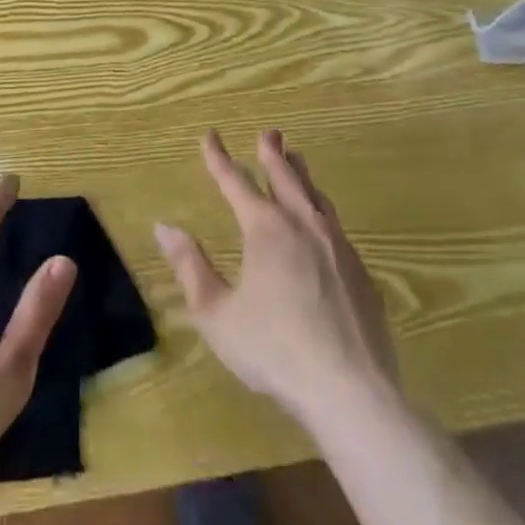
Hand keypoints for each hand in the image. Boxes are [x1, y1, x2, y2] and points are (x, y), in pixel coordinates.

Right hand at [154, 129, 396, 432]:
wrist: (351, 392)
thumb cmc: (274, 350)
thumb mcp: (217, 314)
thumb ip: (190, 267)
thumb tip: (164, 227)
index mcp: (265, 228)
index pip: (236, 181)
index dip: (219, 158)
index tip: (210, 135)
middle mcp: (302, 225)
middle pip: (286, 177)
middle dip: (273, 152)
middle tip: (269, 132)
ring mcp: (337, 247)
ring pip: (316, 197)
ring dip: (302, 175)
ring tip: (297, 161)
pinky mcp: (360, 273)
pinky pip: (336, 226)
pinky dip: (322, 210)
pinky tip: (323, 223)